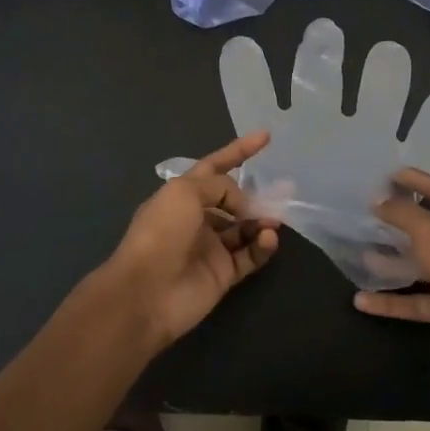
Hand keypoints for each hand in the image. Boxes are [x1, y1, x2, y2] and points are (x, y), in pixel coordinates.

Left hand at [104, 131, 280, 348]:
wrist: (146, 293)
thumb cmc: (161, 233)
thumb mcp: (185, 192)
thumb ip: (220, 186)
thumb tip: (242, 204)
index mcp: (181, 195)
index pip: (214, 167)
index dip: (238, 151)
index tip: (265, 137)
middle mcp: (196, 219)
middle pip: (233, 201)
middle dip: (256, 196)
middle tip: (283, 191)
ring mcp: (210, 247)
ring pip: (245, 228)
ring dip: (261, 221)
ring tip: (273, 221)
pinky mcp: (223, 274)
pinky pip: (250, 255)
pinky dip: (262, 246)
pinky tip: (268, 239)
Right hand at [353, 169, 429, 379]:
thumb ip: (402, 213)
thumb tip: (380, 202)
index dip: (417, 181)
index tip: (389, 175)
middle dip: (402, 222)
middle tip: (372, 213)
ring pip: (424, 267)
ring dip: (394, 262)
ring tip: (362, 254)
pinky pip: (419, 301)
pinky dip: (393, 301)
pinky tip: (362, 301)